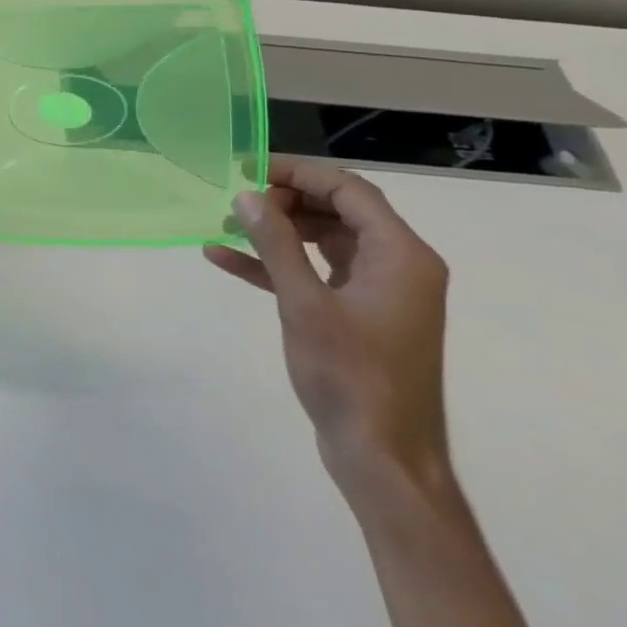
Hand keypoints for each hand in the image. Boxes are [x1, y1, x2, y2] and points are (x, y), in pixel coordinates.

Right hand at [205, 157, 451, 503]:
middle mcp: (397, 266)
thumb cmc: (351, 377)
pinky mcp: (357, 315)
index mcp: (400, 256)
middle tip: (235, 201)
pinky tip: (225, 259)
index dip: (298, 173)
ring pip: (324, 240)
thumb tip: (246, 194)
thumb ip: (276, 244)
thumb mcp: (305, 304)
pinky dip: (276, 265)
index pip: (349, 190)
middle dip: (284, 201)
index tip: (248, 168)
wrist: (383, 458)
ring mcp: (378, 292)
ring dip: (277, 231)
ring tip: (225, 224)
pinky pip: (315, 274)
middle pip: (338, 211)